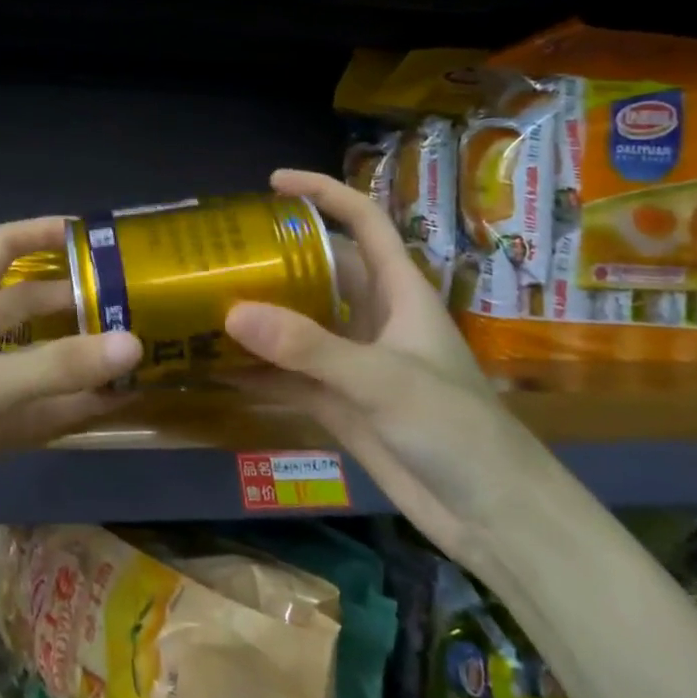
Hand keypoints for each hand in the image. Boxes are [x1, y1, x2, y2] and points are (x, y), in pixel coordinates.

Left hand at [0, 216, 141, 557]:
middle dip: (74, 304)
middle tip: (132, 306)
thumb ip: (58, 367)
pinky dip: (66, 410)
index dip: (43, 233)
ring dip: (78, 362)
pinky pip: (31, 412)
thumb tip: (134, 344)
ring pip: (35, 363)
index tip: (93, 235)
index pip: (4, 247)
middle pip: (28, 306)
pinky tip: (110, 409)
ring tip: (136, 358)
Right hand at [223, 169, 548, 567]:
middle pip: (321, 270)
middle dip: (277, 258)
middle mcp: (374, 318)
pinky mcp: (340, 403)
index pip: (363, 221)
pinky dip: (257, 372)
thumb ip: (308, 347)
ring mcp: (355, 362)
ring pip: (300, 324)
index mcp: (399, 291)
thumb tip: (232, 313)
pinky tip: (216, 369)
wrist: (491, 515)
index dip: (323, 193)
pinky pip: (290, 375)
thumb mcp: (382, 380)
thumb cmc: (455, 429)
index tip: (273, 182)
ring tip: (205, 302)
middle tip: (221, 252)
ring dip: (260, 317)